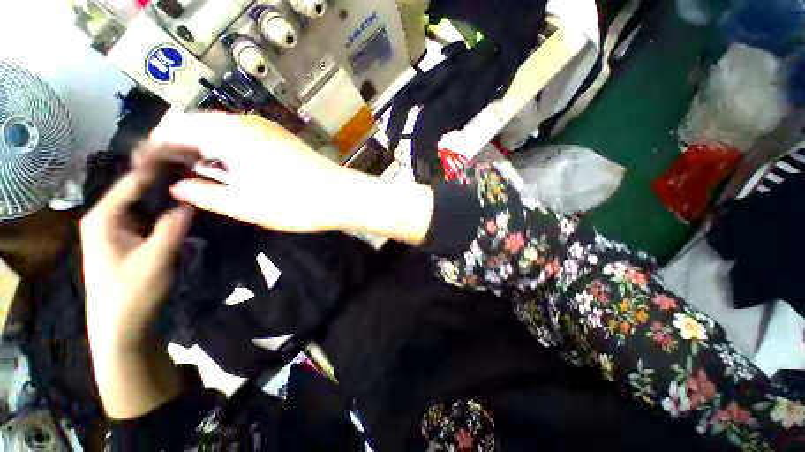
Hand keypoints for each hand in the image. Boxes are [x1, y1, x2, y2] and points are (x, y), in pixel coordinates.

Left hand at [81, 165, 193, 349]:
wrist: (121, 329)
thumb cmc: (131, 295)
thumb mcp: (155, 259)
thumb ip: (173, 227)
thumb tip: (191, 199)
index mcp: (104, 217)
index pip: (134, 180)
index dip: (160, 163)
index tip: (189, 151)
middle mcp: (109, 216)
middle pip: (139, 186)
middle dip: (166, 172)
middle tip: (197, 162)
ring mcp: (120, 228)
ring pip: (146, 200)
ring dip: (170, 188)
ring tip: (196, 176)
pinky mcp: (131, 238)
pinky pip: (151, 214)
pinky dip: (169, 206)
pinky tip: (187, 201)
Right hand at [148, 112, 352, 232]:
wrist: (342, 197)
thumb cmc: (295, 203)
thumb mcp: (244, 204)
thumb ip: (205, 193)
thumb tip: (178, 185)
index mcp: (230, 133)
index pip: (176, 128)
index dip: (156, 147)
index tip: (145, 168)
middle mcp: (247, 123)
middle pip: (198, 126)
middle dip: (178, 147)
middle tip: (166, 173)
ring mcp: (268, 130)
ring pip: (221, 132)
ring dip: (203, 149)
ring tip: (191, 172)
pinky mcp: (281, 141)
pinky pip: (242, 139)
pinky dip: (226, 151)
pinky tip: (225, 168)